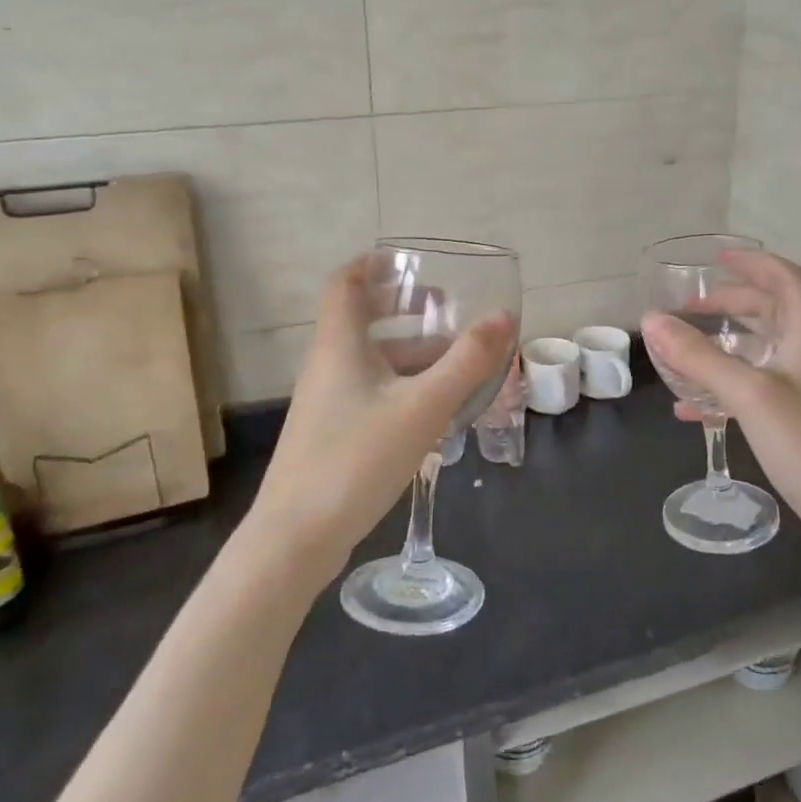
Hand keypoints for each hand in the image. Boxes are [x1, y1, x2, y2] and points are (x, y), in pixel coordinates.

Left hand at [241, 256, 515, 579]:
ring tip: (457, 359)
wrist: (296, 539)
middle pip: (362, 319)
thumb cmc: (357, 458)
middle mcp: (328, 365)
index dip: (374, 264)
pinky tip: (436, 407)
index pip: (346, 282)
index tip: (411, 262)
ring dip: (412, 351)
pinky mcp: (333, 433)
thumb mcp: (423, 406)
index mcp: (340, 344)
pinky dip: (404, 384)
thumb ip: (467, 361)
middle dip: (404, 308)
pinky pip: (372, 391)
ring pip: (372, 359)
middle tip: (445, 307)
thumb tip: (504, 315)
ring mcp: (328, 402)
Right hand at [640, 251, 800, 564]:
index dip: (753, 263)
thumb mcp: (750, 395)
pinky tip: (691, 407)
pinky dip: (724, 386)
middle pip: (770, 311)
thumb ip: (699, 357)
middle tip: (687, 306)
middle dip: (729, 302)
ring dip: (723, 344)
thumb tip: (650, 321)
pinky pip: (755, 388)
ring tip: (682, 349)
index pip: (786, 279)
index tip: (715, 259)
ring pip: (760, 350)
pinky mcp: (799, 419)